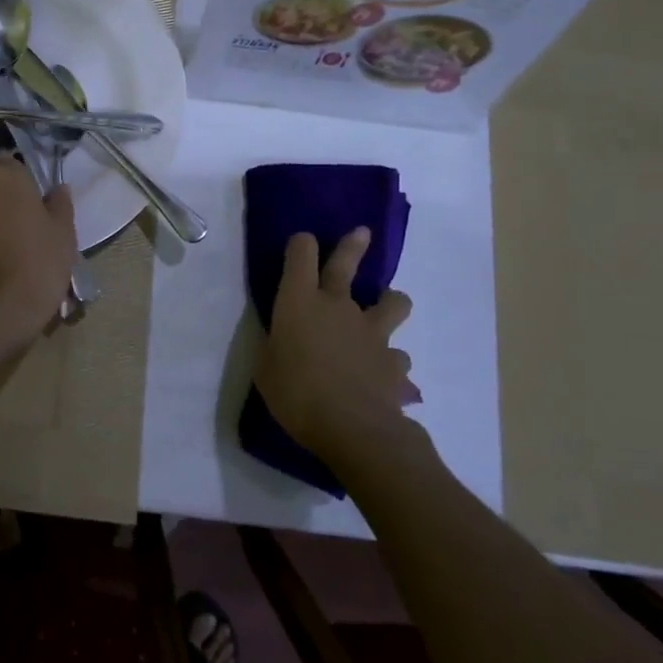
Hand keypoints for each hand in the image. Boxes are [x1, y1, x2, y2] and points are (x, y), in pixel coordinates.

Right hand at [256, 229, 419, 461]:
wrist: (353, 429)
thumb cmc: (296, 394)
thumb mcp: (266, 369)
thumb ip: (275, 346)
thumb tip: (282, 341)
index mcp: (299, 301)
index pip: (300, 254)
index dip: (301, 244)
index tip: (301, 244)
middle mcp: (338, 306)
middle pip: (347, 264)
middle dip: (353, 245)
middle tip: (362, 233)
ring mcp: (372, 331)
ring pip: (393, 302)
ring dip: (390, 302)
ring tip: (386, 309)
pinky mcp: (395, 361)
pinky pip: (397, 356)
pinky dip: (391, 363)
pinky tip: (385, 378)